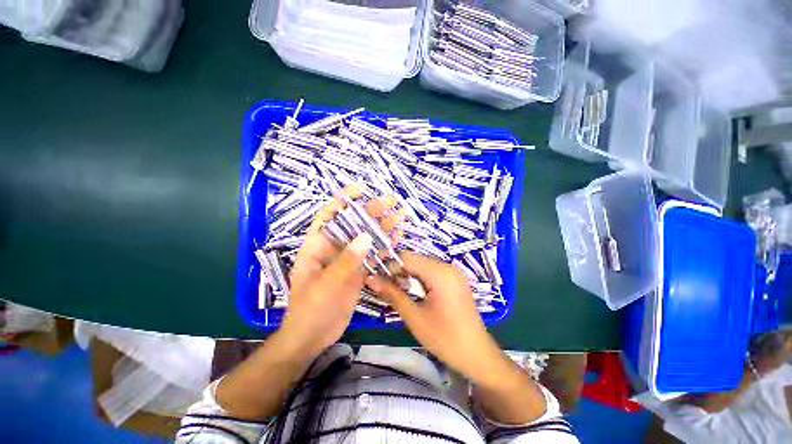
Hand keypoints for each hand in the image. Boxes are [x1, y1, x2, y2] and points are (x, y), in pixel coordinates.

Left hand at [279, 186, 401, 357]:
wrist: (313, 336)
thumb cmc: (311, 308)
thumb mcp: (326, 284)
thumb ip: (347, 261)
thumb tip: (366, 237)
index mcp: (317, 246)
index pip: (330, 216)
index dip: (343, 200)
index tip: (360, 189)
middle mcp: (334, 248)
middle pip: (354, 224)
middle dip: (371, 211)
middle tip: (391, 201)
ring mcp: (348, 259)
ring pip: (366, 238)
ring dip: (382, 227)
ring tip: (400, 215)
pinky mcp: (358, 271)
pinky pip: (372, 255)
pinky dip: (384, 246)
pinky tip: (397, 237)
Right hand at [367, 252, 509, 383]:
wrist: (477, 355)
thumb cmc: (445, 338)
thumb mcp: (414, 317)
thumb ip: (392, 294)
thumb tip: (370, 278)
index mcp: (439, 273)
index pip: (407, 257)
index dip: (388, 263)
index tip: (374, 273)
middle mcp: (448, 267)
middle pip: (415, 260)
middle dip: (397, 269)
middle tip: (382, 284)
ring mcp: (453, 273)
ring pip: (423, 266)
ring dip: (407, 274)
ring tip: (395, 289)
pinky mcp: (455, 281)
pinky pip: (432, 273)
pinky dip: (419, 279)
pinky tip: (413, 292)